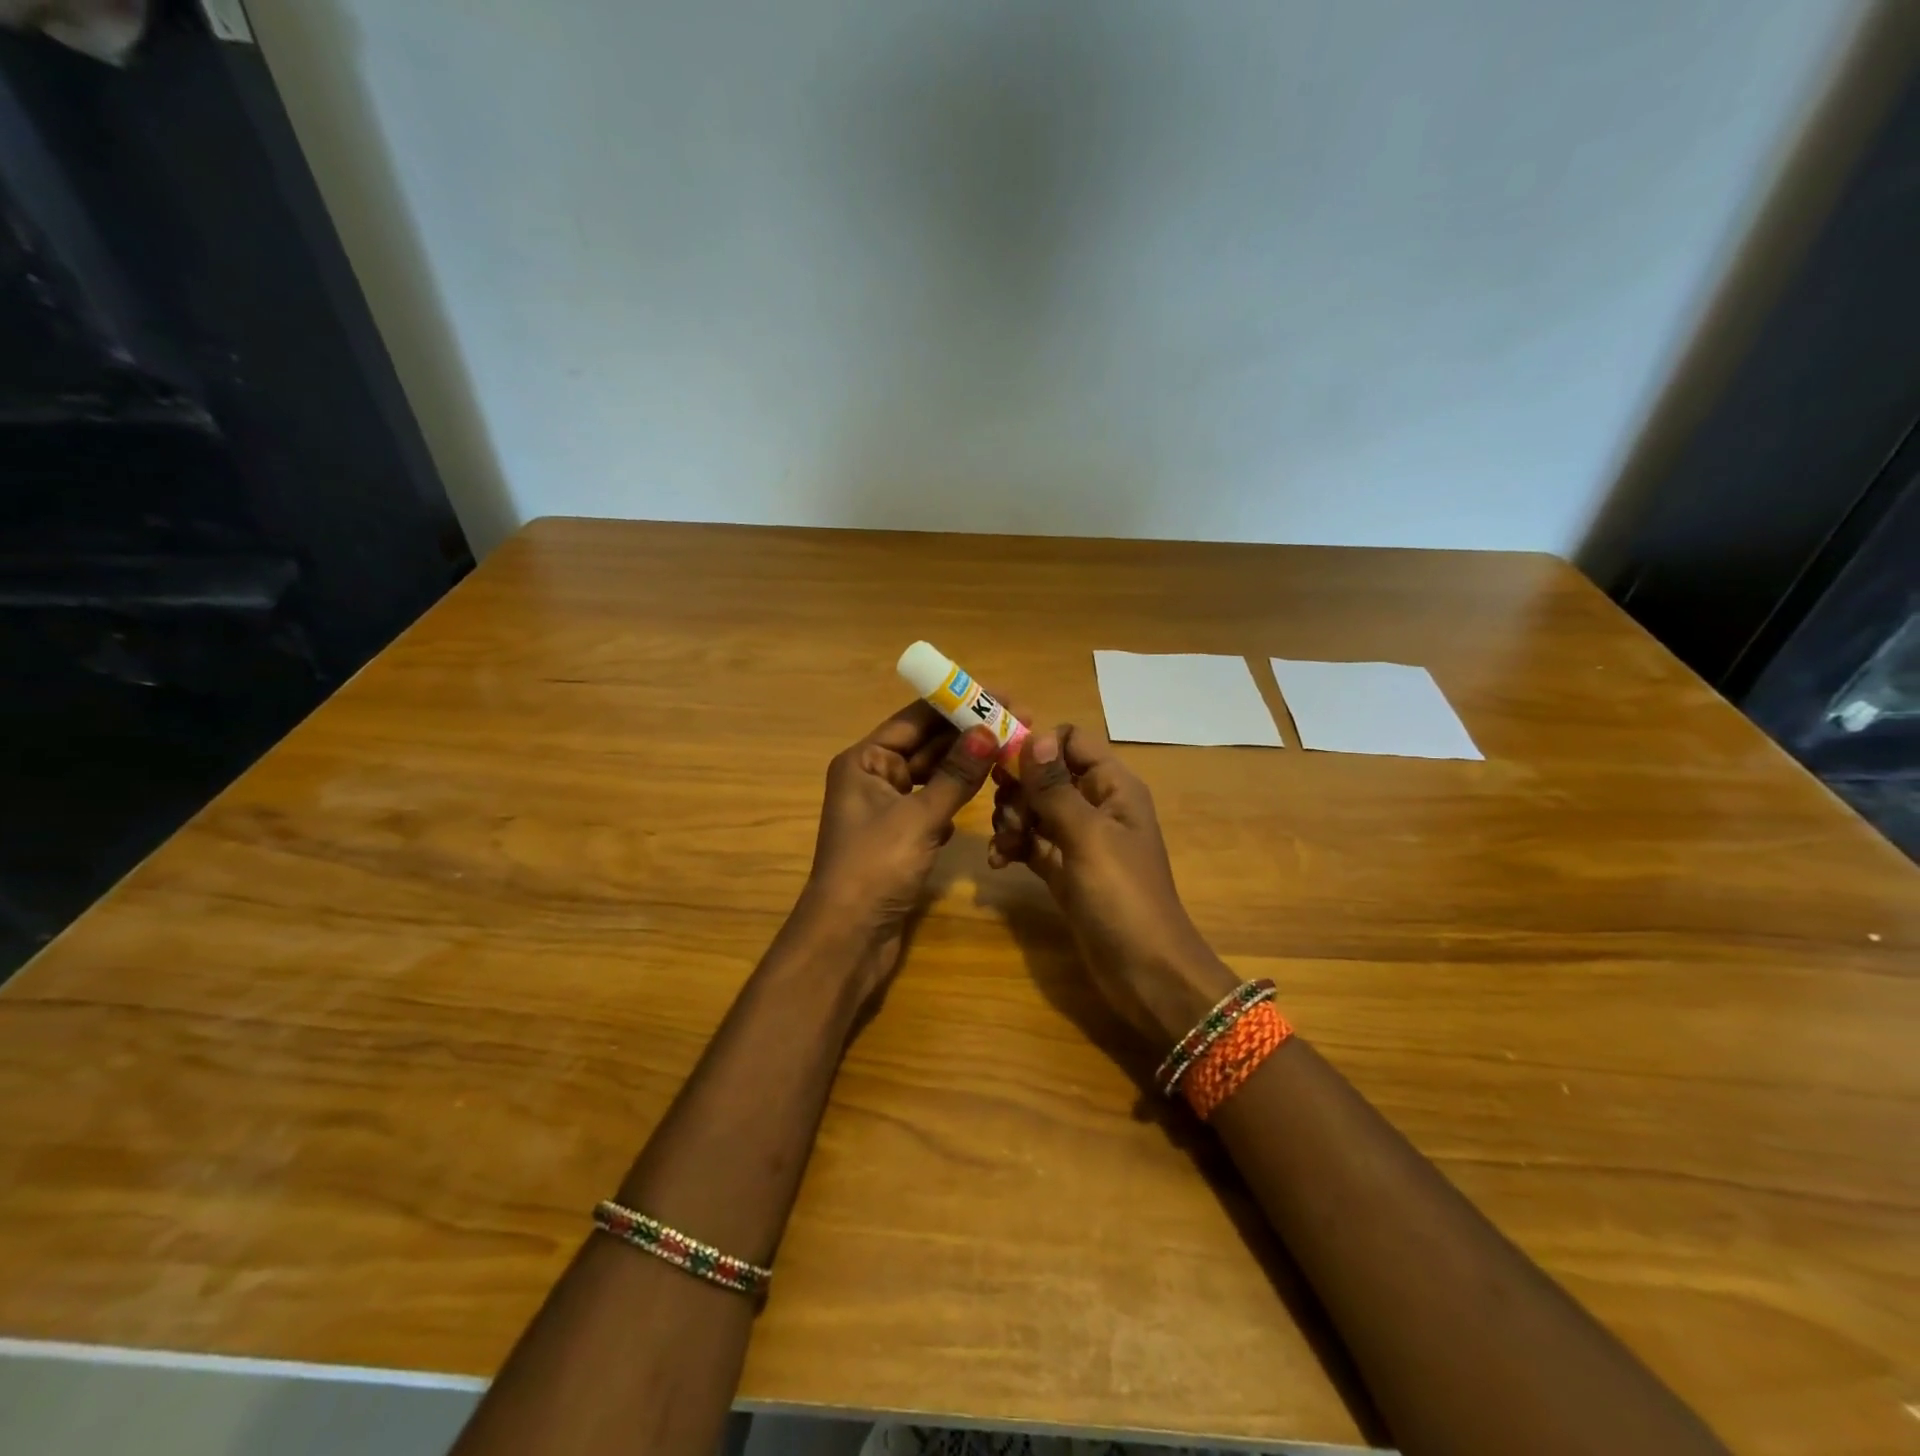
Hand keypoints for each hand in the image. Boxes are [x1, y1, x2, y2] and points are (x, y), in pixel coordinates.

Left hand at [795, 701, 997, 1000]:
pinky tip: (985, 791)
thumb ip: (956, 775)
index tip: (1000, 696)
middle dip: (968, 734)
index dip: (957, 704)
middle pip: (926, 745)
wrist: (848, 938)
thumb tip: (988, 731)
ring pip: (933, 776)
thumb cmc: (875, 867)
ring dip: (967, 765)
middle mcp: (873, 777)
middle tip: (1018, 722)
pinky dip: (957, 797)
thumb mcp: (919, 817)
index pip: (915, 719)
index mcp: (864, 761)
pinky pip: (934, 804)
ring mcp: (887, 808)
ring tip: (1010, 750)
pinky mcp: (901, 836)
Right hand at [989, 724, 1236, 1048]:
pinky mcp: (1063, 868)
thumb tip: (1034, 735)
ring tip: (1004, 846)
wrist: (1144, 972)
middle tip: (1007, 818)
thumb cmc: (1122, 896)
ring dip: (1010, 820)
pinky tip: (999, 862)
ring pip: (1033, 807)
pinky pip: (1030, 841)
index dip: (1037, 743)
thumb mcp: (1087, 836)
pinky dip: (1013, 846)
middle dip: (1018, 790)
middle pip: (1045, 774)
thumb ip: (1055, 787)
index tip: (1001, 761)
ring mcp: (1078, 838)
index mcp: (1113, 786)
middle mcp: (1095, 804)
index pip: (1071, 740)